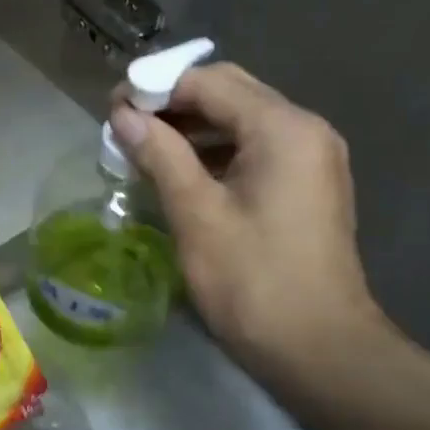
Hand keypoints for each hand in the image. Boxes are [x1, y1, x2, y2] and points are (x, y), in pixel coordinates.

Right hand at [109, 63, 385, 370]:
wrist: (318, 347)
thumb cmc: (252, 280)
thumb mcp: (196, 213)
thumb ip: (159, 154)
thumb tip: (122, 115)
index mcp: (283, 129)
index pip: (209, 82)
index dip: (156, 87)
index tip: (111, 107)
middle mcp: (304, 130)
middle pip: (230, 92)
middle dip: (173, 101)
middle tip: (123, 123)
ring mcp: (310, 157)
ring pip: (240, 119)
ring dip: (190, 125)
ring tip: (141, 147)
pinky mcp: (305, 184)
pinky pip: (252, 147)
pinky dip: (212, 150)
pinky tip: (177, 170)